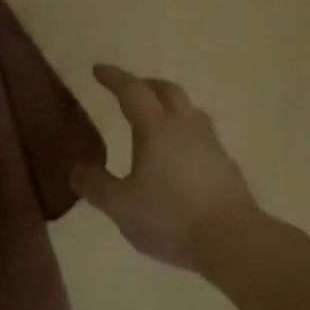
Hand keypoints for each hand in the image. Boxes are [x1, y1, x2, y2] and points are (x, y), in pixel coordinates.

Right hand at [74, 65, 256, 271]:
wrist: (231, 239)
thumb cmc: (170, 217)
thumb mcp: (121, 206)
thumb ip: (96, 185)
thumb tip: (78, 169)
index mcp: (156, 129)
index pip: (132, 92)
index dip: (114, 78)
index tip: (98, 69)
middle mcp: (185, 127)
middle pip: (167, 91)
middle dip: (145, 84)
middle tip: (128, 88)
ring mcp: (210, 143)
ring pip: (189, 109)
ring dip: (169, 104)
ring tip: (155, 116)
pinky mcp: (225, 163)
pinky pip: (201, 133)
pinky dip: (183, 130)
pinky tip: (179, 151)